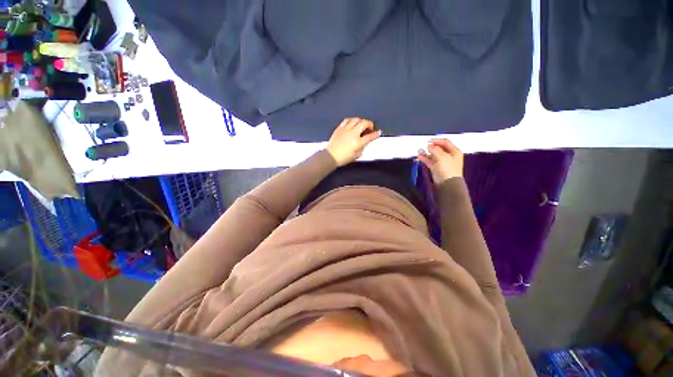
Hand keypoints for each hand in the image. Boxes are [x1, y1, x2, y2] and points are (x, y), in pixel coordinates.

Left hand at [326, 118, 381, 165]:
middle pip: (364, 123)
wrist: (331, 156)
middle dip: (370, 124)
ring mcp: (346, 129)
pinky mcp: (339, 128)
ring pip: (356, 119)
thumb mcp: (356, 155)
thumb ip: (362, 147)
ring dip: (361, 121)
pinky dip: (352, 120)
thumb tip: (365, 141)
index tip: (378, 132)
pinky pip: (347, 120)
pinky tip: (352, 123)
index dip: (376, 134)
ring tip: (361, 125)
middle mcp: (353, 133)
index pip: (370, 136)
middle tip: (370, 128)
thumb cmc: (344, 158)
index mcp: (358, 142)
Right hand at [417, 139, 463, 184]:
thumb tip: (429, 145)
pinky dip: (425, 158)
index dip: (437, 140)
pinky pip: (430, 161)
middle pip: (439, 148)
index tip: (428, 141)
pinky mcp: (436, 167)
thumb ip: (435, 149)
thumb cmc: (448, 168)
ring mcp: (442, 162)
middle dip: (431, 147)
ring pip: (433, 155)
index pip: (445, 142)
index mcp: (454, 151)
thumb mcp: (442, 156)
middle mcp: (449, 155)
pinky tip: (419, 156)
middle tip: (424, 146)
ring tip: (420, 150)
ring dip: (427, 153)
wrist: (447, 183)